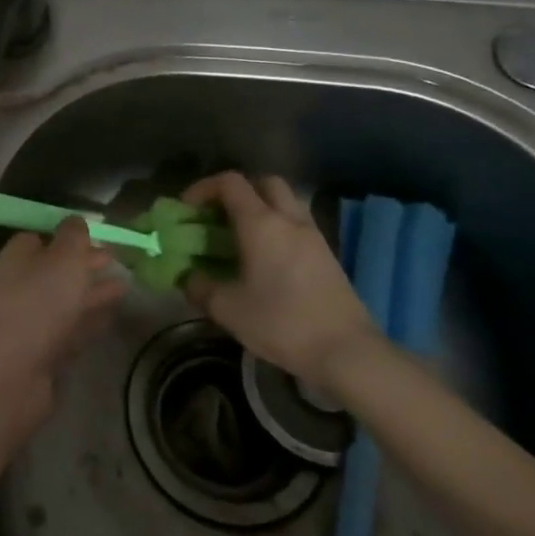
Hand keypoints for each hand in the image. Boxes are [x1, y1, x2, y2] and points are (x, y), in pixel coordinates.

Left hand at [0, 217, 125, 420]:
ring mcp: (31, 320)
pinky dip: (89, 320)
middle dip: (85, 264)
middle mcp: (21, 285)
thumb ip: (73, 237)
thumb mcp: (63, 258)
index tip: (97, 236)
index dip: (68, 236)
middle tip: (119, 261)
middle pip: (56, 270)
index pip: (40, 238)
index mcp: (19, 257)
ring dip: (93, 293)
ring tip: (125, 287)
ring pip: (66, 300)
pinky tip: (110, 317)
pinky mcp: (42, 351)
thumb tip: (75, 220)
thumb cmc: (40, 302)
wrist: (13, 370)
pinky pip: (71, 329)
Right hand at [182, 172, 378, 387]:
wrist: (347, 352)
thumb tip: (188, 276)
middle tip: (219, 216)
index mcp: (261, 223)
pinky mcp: (328, 257)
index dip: (203, 188)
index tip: (188, 209)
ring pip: (286, 203)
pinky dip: (278, 231)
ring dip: (261, 210)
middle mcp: (289, 220)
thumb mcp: (226, 308)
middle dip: (238, 192)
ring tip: (241, 238)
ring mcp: (314, 237)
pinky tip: (265, 260)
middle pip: (264, 183)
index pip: (230, 183)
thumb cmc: (281, 323)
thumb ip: (199, 286)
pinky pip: (297, 227)